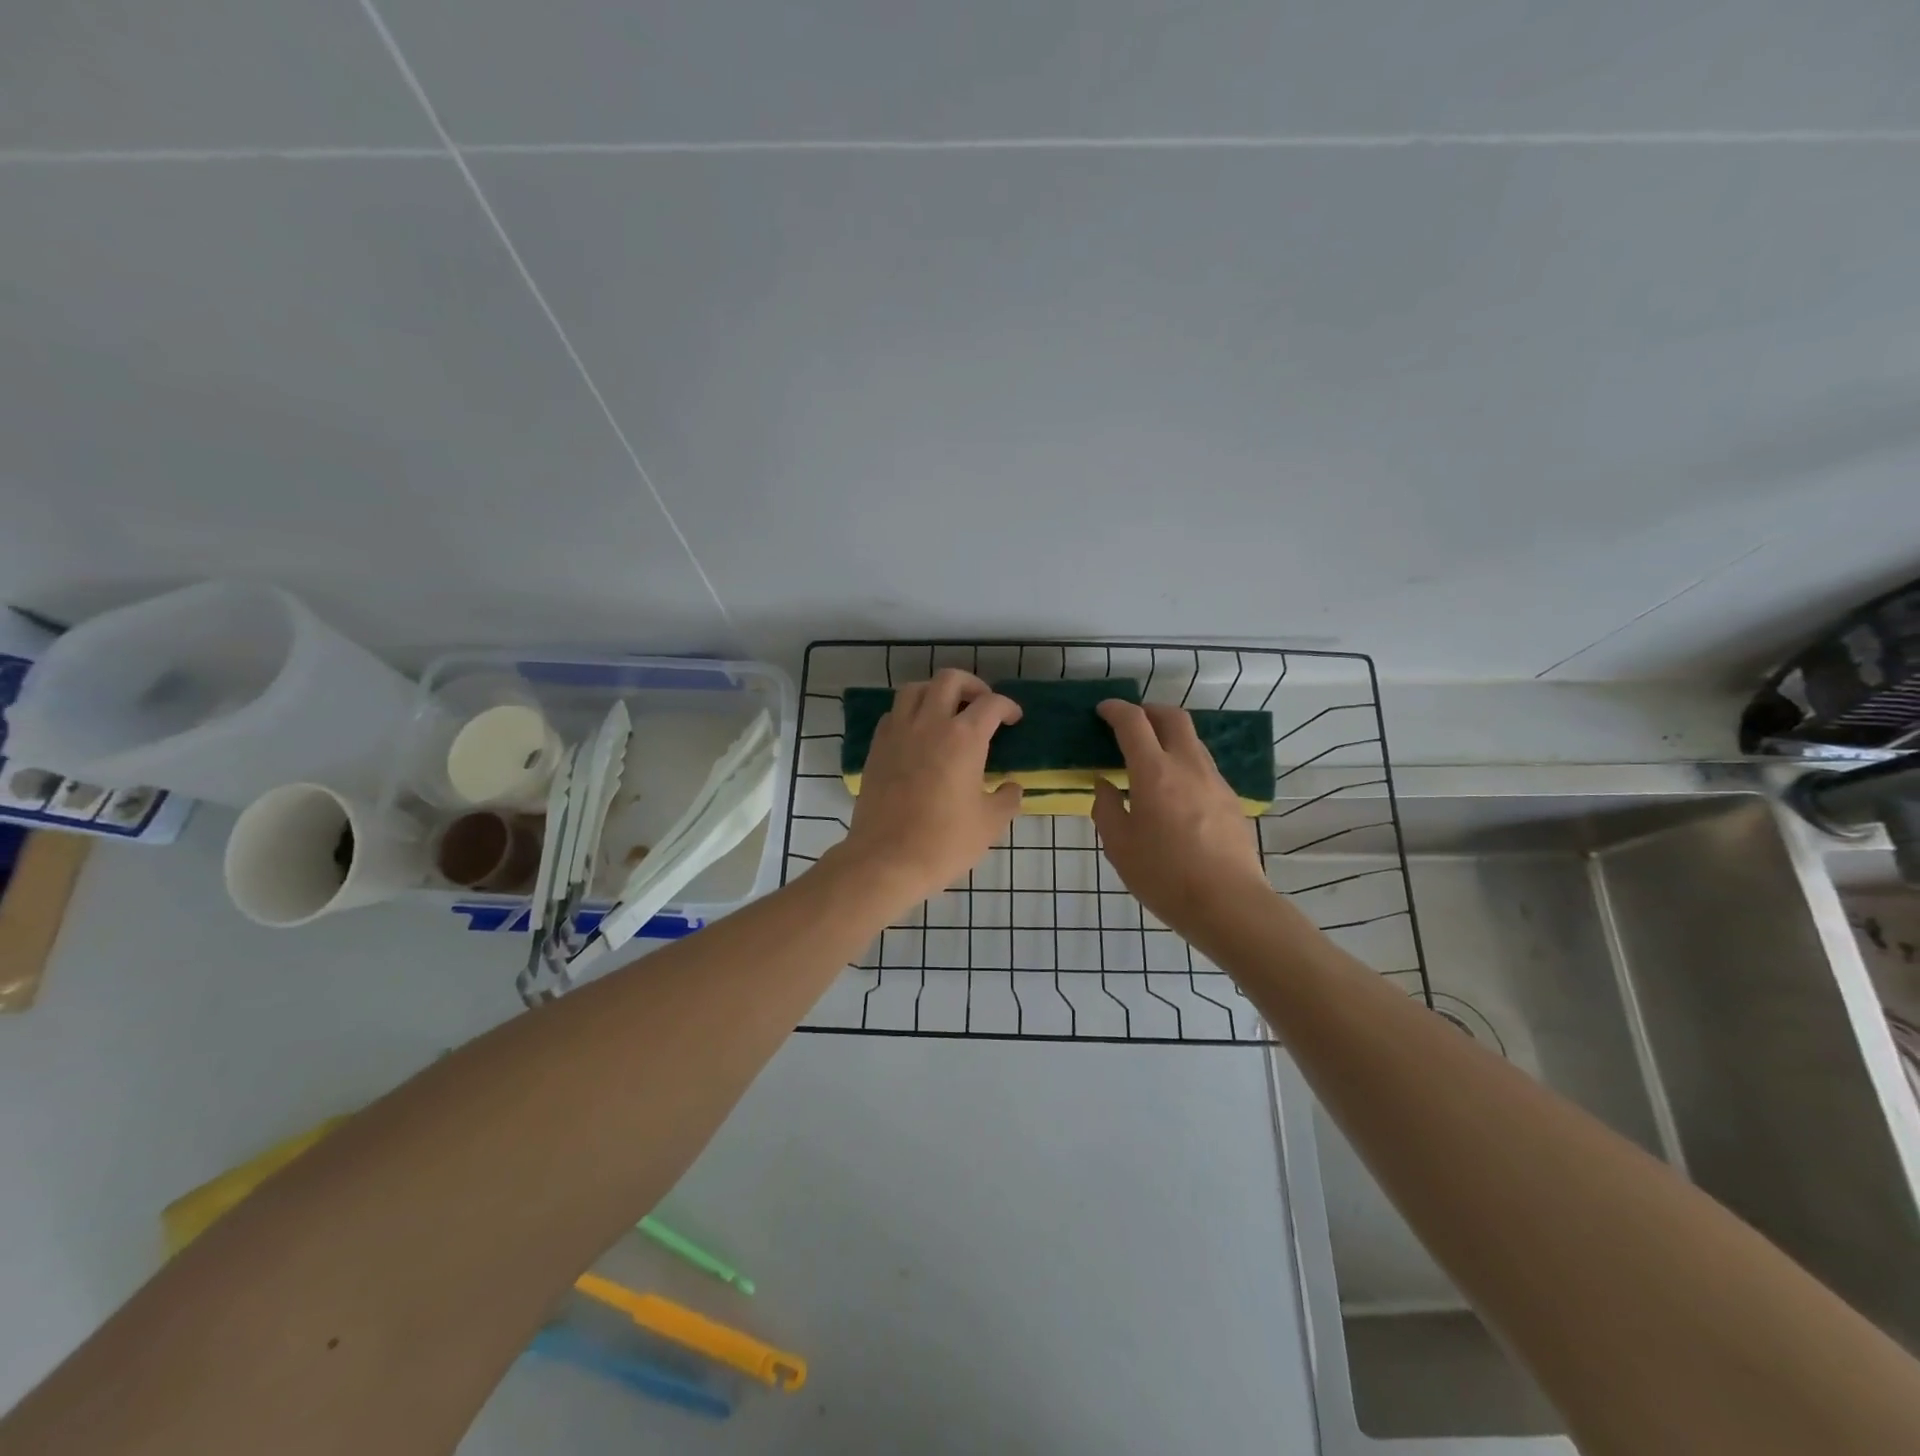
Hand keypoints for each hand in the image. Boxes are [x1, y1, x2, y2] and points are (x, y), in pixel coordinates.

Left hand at [835, 668, 1022, 905]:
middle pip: (950, 680)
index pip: (991, 704)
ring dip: (936, 692)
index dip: (1008, 707)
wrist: (886, 860)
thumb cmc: (944, 842)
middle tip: (981, 704)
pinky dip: (910, 713)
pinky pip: (894, 714)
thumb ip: (1007, 799)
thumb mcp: (990, 824)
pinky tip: (918, 734)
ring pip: (915, 689)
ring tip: (947, 711)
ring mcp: (898, 733)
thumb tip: (1011, 787)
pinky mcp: (877, 748)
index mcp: (964, 738)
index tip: (1014, 719)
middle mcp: (929, 723)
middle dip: (972, 685)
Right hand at [1092, 700, 1272, 937]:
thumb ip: (1106, 808)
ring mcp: (1214, 781)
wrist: (1229, 904)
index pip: (1134, 722)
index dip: (1116, 710)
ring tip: (1151, 756)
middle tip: (1130, 722)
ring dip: (1169, 735)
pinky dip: (1184, 761)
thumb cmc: (1165, 877)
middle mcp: (1188, 766)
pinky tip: (1174, 790)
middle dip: (1149, 710)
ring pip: (1193, 740)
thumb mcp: (1119, 847)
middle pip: (1173, 717)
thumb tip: (1104, 784)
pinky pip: (1203, 766)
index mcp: (1154, 773)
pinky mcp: (1231, 799)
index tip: (1103, 710)